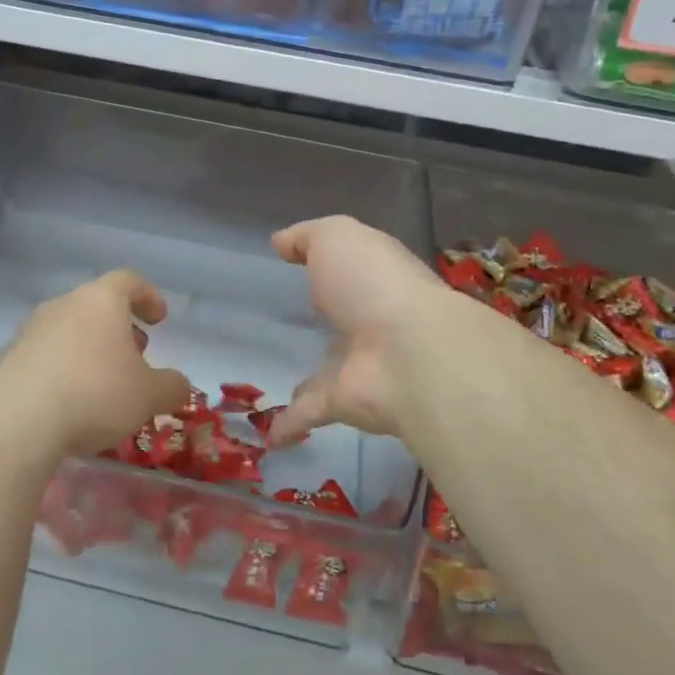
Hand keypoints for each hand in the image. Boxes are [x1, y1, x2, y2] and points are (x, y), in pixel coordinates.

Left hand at [0, 268, 191, 465]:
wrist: (14, 422)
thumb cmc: (94, 393)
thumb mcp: (148, 395)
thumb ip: (172, 386)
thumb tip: (180, 386)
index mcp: (101, 300)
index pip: (129, 280)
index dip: (148, 296)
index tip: (159, 319)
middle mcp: (64, 305)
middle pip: (97, 305)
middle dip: (120, 329)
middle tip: (135, 357)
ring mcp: (31, 330)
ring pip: (70, 330)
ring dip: (90, 350)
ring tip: (103, 385)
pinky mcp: (7, 359)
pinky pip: (45, 356)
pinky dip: (63, 370)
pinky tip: (69, 403)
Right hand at [269, 215, 463, 445]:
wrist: (408, 352)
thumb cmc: (371, 282)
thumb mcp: (336, 238)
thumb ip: (307, 237)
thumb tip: (281, 242)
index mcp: (375, 278)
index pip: (354, 270)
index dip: (334, 266)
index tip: (302, 269)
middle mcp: (373, 320)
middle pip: (346, 322)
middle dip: (327, 323)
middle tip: (293, 327)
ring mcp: (361, 365)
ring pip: (329, 372)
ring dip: (309, 380)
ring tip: (279, 385)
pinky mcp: (346, 403)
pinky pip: (310, 413)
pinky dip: (288, 424)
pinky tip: (266, 437)